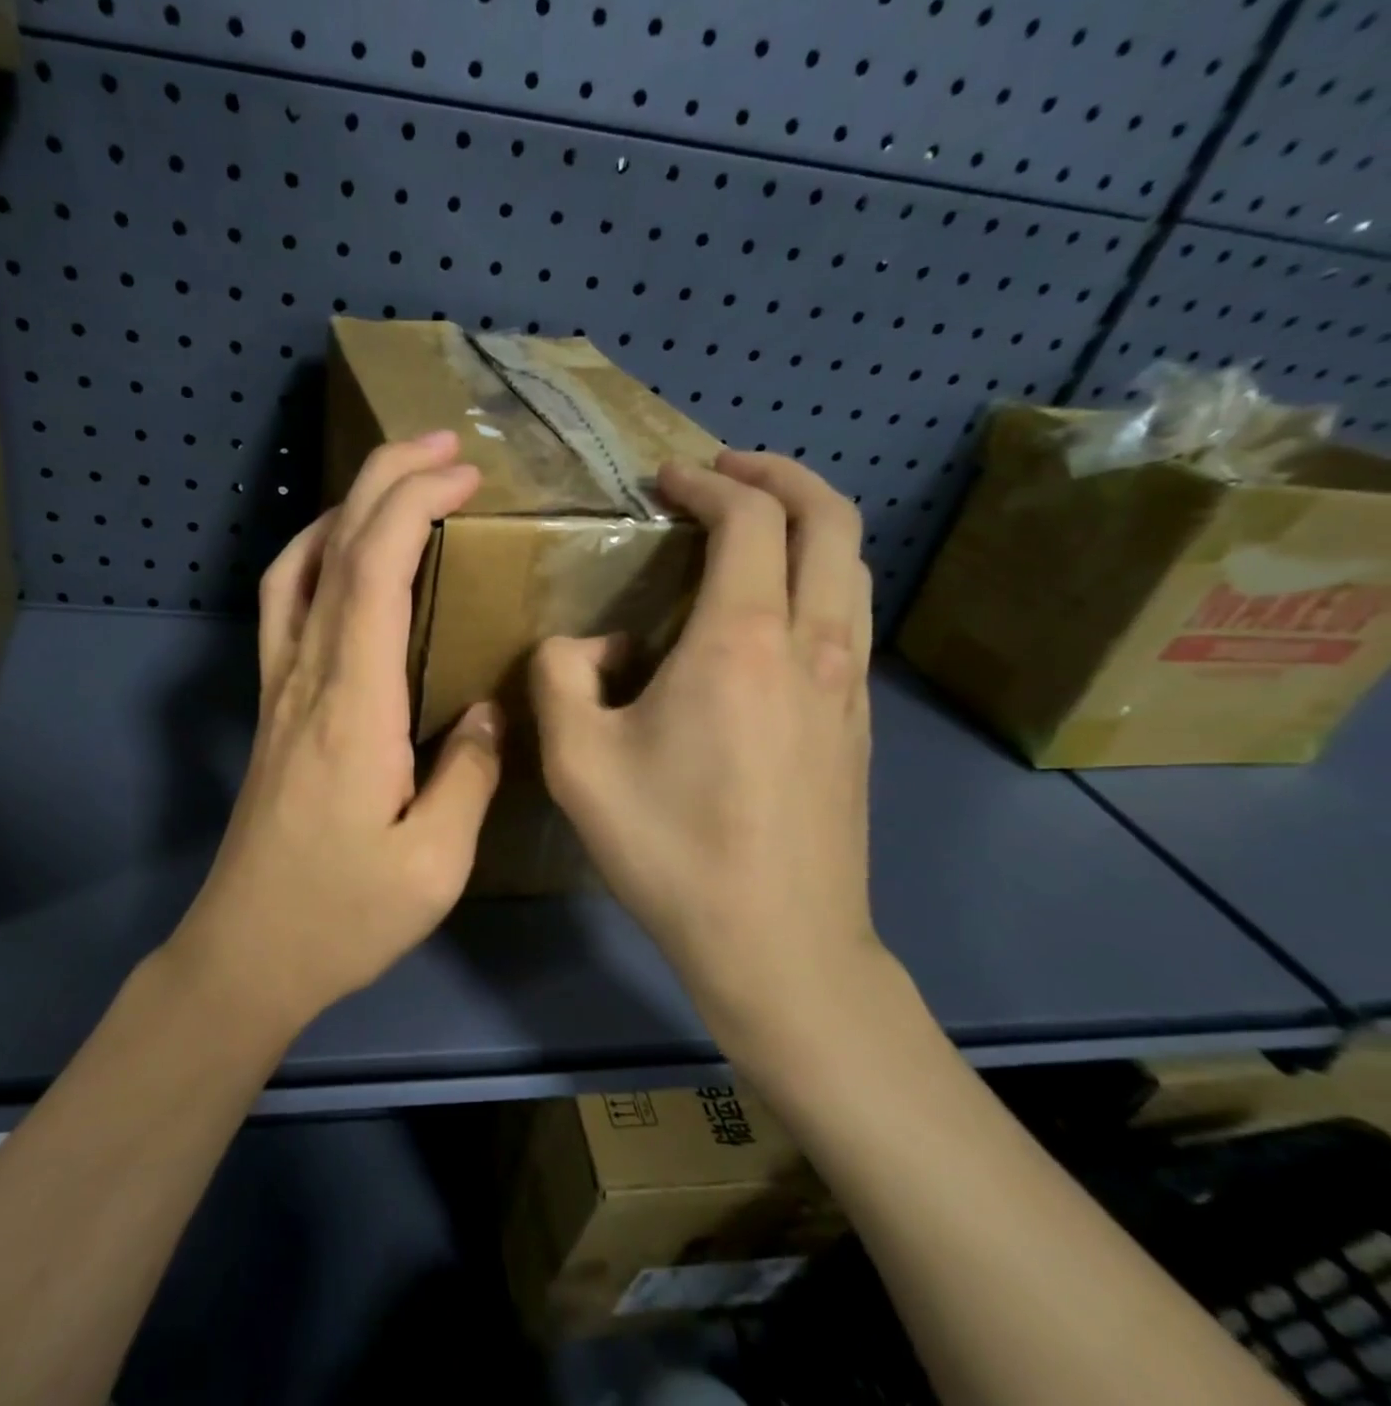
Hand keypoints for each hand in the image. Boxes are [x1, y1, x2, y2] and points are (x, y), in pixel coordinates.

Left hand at [173, 431, 503, 1032]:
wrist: (246, 954)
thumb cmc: (343, 916)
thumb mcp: (435, 862)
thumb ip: (470, 773)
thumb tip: (488, 707)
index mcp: (353, 706)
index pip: (374, 571)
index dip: (414, 504)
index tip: (464, 473)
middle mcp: (306, 678)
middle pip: (333, 548)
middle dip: (385, 480)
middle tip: (443, 446)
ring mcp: (278, 689)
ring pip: (296, 566)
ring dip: (345, 509)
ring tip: (397, 484)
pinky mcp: (271, 708)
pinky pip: (283, 605)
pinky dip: (315, 556)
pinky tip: (344, 558)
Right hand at [530, 451, 879, 1063]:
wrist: (779, 944)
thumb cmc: (670, 849)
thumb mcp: (577, 762)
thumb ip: (559, 676)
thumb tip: (586, 645)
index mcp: (741, 641)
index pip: (748, 518)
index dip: (707, 483)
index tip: (666, 481)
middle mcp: (812, 643)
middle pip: (829, 519)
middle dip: (778, 476)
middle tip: (725, 472)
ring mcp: (848, 683)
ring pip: (851, 565)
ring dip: (807, 523)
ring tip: (752, 527)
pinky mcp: (858, 722)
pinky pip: (848, 616)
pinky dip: (816, 577)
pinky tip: (769, 613)